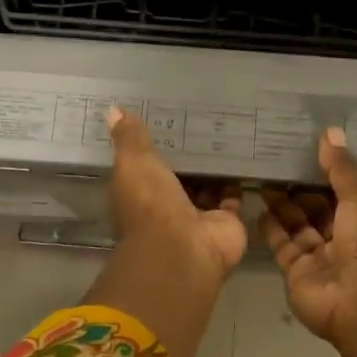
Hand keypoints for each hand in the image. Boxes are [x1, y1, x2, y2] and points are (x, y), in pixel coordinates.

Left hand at [108, 107, 246, 286]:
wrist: (184, 247)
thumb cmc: (151, 203)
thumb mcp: (134, 163)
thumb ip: (128, 138)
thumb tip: (113, 109)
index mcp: (139, 194)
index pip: (145, 167)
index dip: (153, 147)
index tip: (165, 120)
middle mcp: (166, 207)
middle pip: (178, 177)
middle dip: (187, 156)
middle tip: (201, 120)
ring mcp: (197, 216)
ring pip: (206, 186)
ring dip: (213, 168)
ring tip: (225, 134)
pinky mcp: (225, 221)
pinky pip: (232, 197)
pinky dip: (236, 182)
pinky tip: (243, 156)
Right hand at [260, 128, 356, 347]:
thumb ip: (342, 168)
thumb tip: (330, 131)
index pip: (345, 191)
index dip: (327, 171)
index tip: (304, 148)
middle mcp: (345, 239)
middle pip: (318, 207)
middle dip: (300, 187)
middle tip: (275, 160)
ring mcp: (320, 258)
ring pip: (298, 225)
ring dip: (282, 204)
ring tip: (262, 177)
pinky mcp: (298, 273)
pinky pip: (282, 245)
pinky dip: (271, 227)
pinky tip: (258, 206)